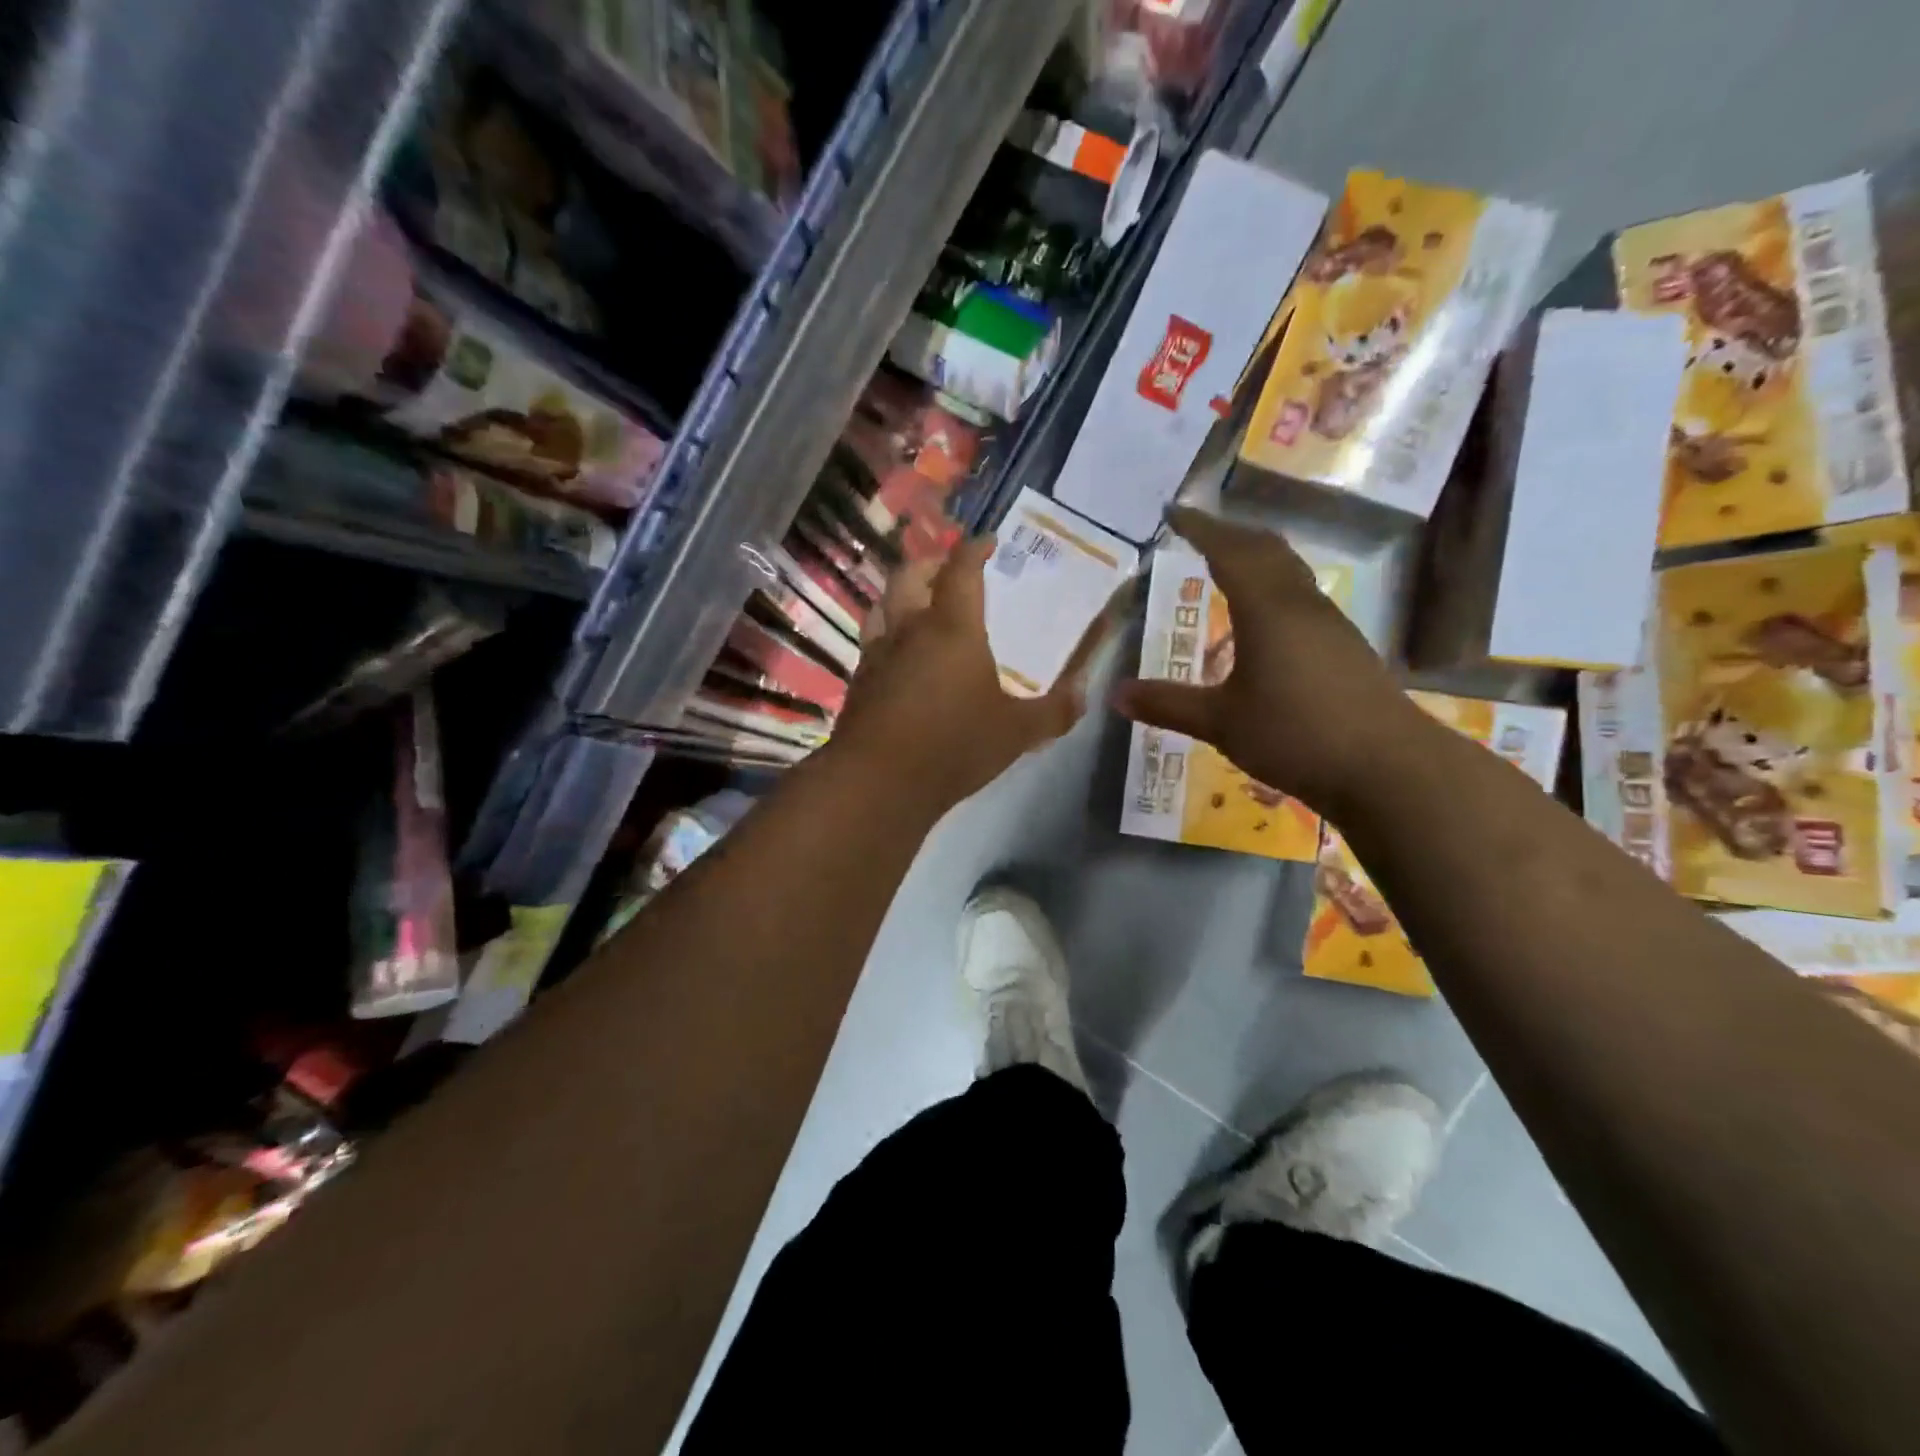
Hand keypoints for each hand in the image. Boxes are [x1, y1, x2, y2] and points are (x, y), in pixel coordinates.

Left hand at [827, 536, 1080, 813]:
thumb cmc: (954, 746)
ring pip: (882, 604)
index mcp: (952, 628)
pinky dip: (887, 632)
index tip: (988, 542)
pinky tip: (900, 655)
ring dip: (901, 594)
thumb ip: (1055, 711)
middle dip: (931, 563)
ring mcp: (877, 654)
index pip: (962, 570)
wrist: (878, 782)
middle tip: (949, 569)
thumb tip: (1083, 694)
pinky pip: (872, 640)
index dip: (975, 549)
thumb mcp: (1018, 733)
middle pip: (910, 575)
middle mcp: (909, 629)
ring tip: (920, 604)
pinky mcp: (859, 681)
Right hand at [1111, 507, 1424, 816]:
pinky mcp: (1345, 648)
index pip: (1229, 551)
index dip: (1200, 528)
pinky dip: (1273, 588)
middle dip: (1230, 534)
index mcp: (1267, 609)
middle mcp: (1301, 605)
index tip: (1174, 512)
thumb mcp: (1221, 723)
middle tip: (1198, 532)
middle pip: (1266, 550)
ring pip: (1289, 572)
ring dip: (1256, 558)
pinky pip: (1301, 598)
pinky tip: (1262, 621)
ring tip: (1226, 565)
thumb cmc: (1297, 735)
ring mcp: (1329, 625)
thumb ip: (1168, 704)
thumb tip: (1115, 694)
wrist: (1389, 767)